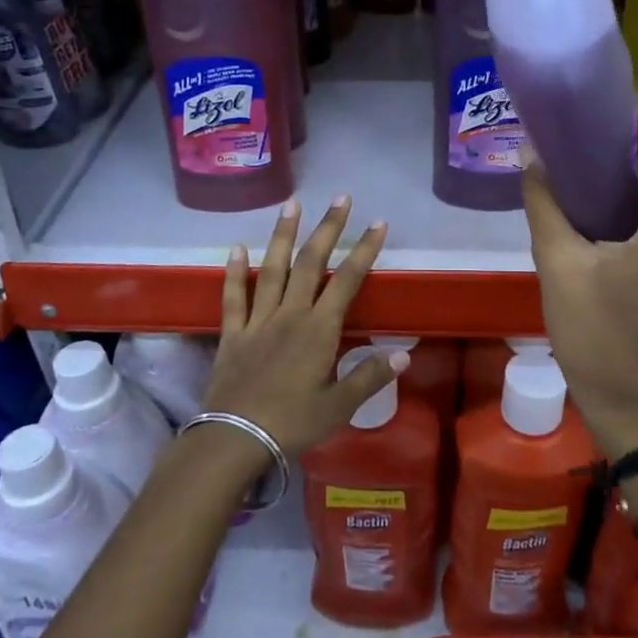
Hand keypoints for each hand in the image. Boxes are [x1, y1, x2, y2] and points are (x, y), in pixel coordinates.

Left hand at [201, 196, 400, 460]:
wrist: (235, 438)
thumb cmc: (292, 423)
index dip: (364, 250)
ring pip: (272, 269)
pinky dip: (234, 271)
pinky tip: (237, 247)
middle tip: (340, 198)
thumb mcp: (339, 406)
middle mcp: (290, 314)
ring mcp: (258, 320)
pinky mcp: (233, 333)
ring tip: (292, 204)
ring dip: (283, 235)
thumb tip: (404, 353)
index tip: (378, 224)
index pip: (347, 280)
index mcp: (319, 330)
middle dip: (328, 228)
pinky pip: (234, 297)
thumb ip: (369, 376)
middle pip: (311, 263)